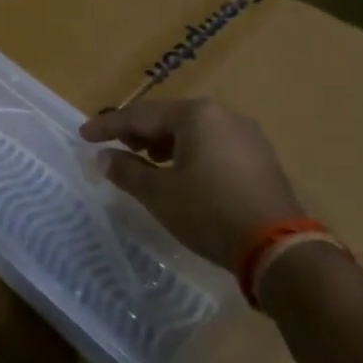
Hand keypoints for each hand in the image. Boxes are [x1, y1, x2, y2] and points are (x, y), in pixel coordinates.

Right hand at [79, 98, 303, 274]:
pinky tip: (179, 172)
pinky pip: (212, 144)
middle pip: (168, 117)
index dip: (108, 126)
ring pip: (192, 131)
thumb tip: (104, 157)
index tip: (84, 135)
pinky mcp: (258, 157)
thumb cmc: (210, 212)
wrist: (278, 248)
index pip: (141, 115)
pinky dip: (188, 153)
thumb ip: (127, 171)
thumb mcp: (159, 194)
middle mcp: (223, 114)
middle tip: (114, 146)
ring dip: (163, 143)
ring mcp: (246, 135)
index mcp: (197, 115)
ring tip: (144, 160)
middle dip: (138, 132)